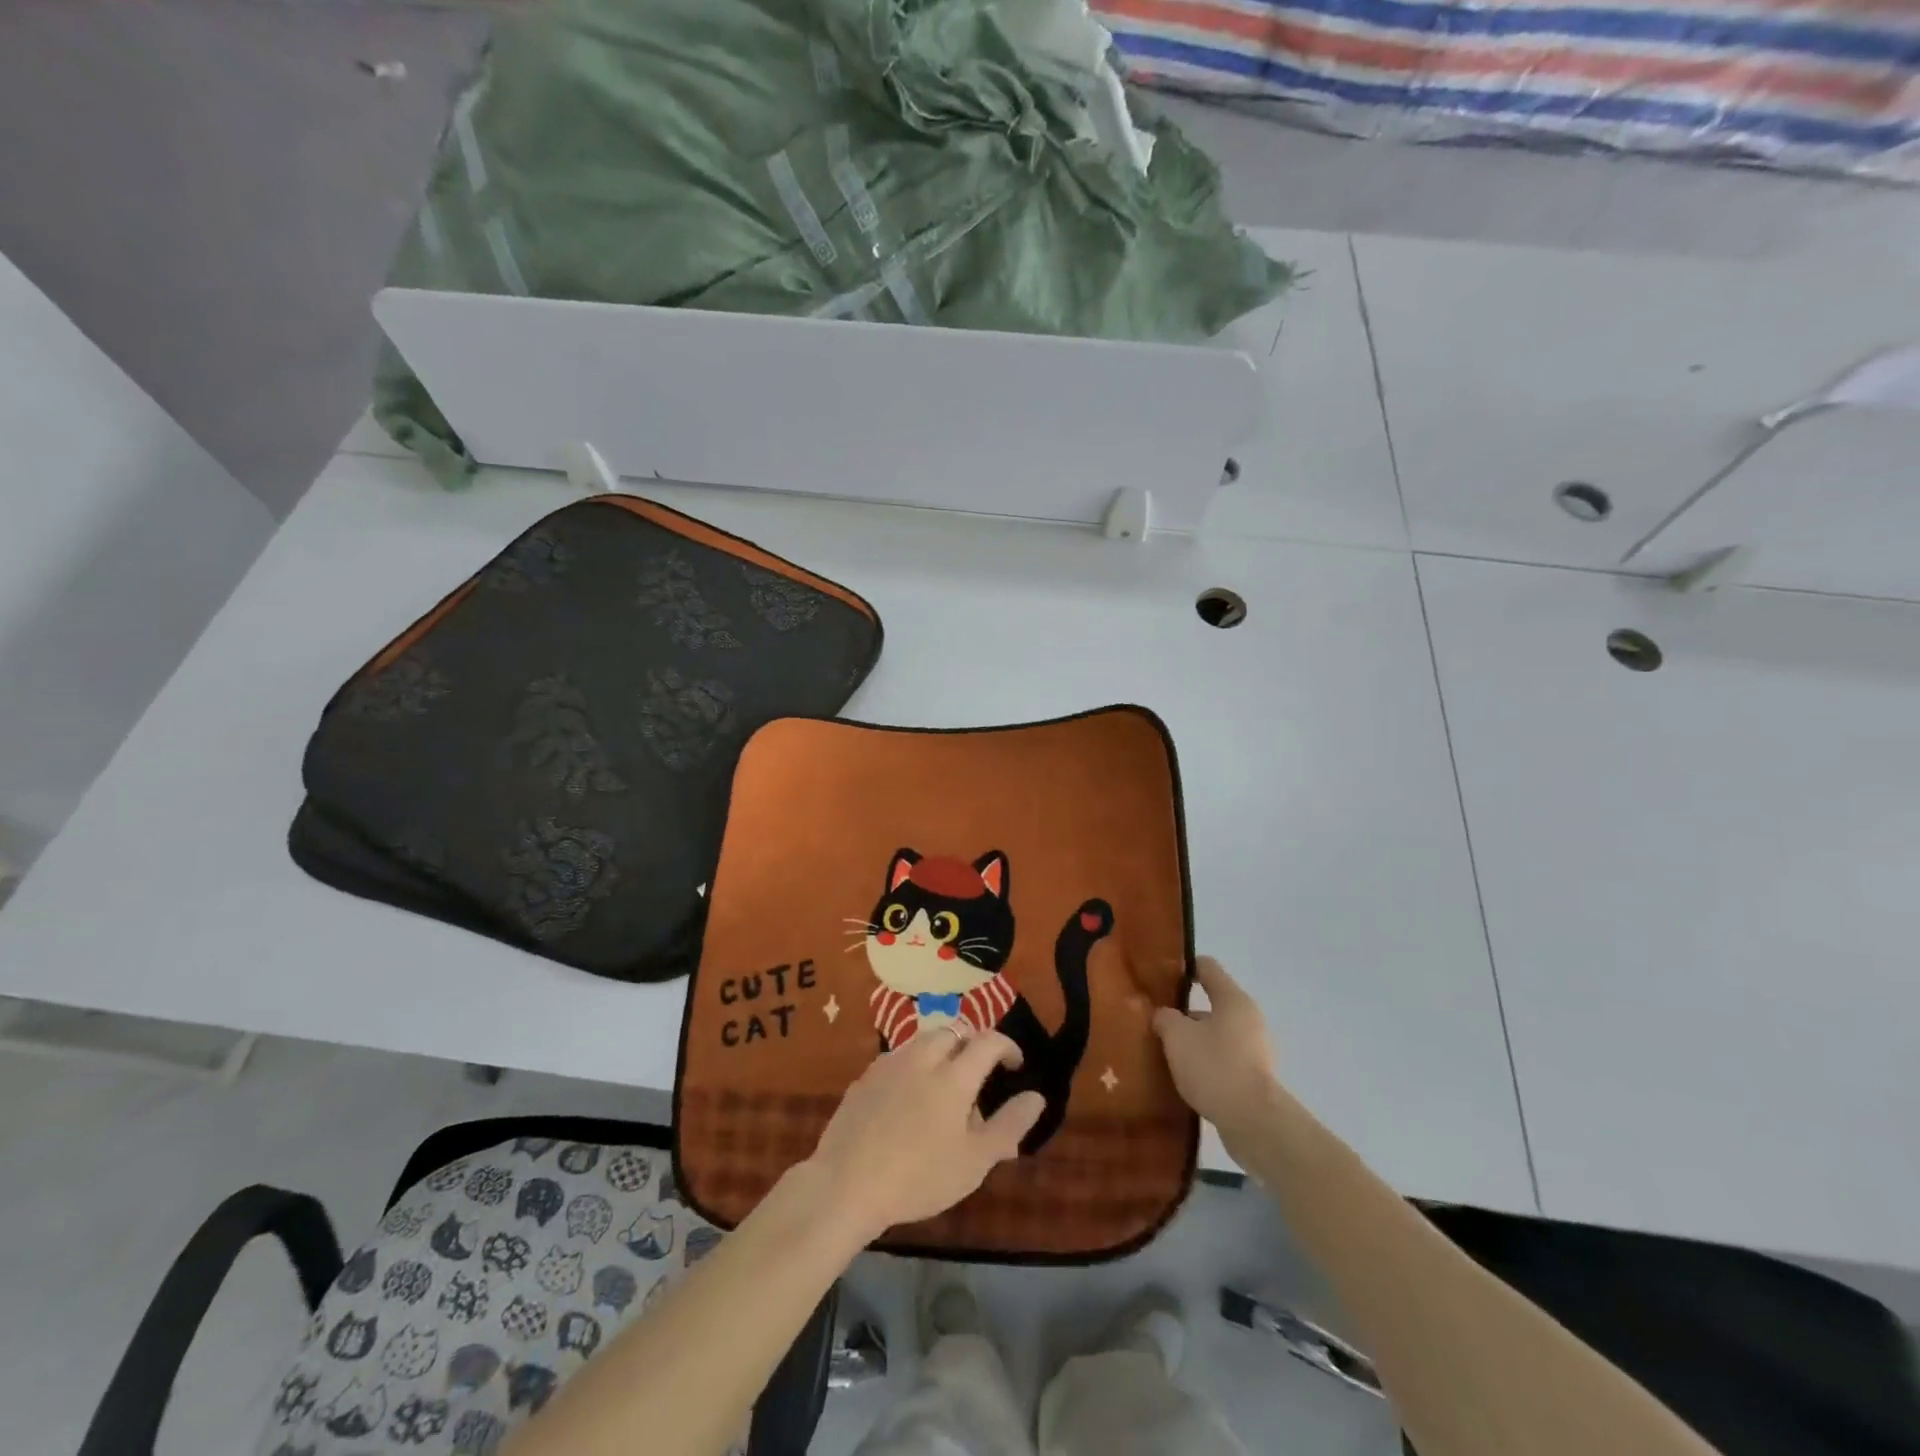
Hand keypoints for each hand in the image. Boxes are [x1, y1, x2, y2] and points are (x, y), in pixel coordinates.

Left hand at [806, 1028, 1044, 1240]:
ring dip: (942, 1052)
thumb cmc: (919, 1177)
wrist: (846, 1184)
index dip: (1007, 1046)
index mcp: (954, 1075)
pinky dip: (914, 1066)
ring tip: (946, 1085)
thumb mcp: (974, 1161)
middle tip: (980, 1072)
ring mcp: (889, 1065)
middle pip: (953, 1032)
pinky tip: (910, 1099)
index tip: (1015, 1065)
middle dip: (972, 1043)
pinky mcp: (865, 1078)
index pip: (988, 1041)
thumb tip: (1036, 1097)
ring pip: (923, 1041)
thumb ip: (1009, 1125)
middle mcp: (922, 1058)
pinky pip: (898, 1059)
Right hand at [1152, 956, 1279, 1137]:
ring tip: (1165, 1053)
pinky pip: (1222, 1060)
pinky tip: (1183, 1077)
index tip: (1159, 976)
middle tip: (1155, 1022)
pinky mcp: (1253, 1078)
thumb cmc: (1214, 1067)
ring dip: (1192, 1041)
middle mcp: (1248, 1019)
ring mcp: (1254, 1050)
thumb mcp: (1177, 1036)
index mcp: (1233, 1000)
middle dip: (1182, 1013)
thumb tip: (1164, 1016)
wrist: (1253, 1122)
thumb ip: (1165, 1018)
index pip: (1207, 967)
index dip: (1183, 967)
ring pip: (1214, 1035)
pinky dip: (1203, 1064)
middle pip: (1210, 1004)